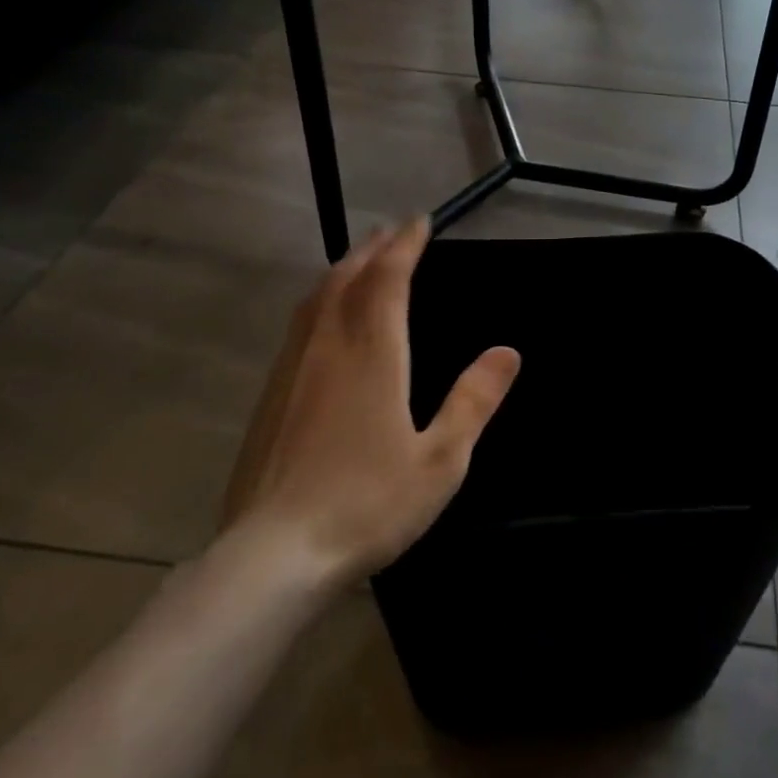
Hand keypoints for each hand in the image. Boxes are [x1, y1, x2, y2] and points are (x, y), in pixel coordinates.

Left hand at [221, 218, 520, 579]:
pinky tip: (322, 320)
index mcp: (372, 354)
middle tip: (392, 232)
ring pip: (316, 299)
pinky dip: (320, 302)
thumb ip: (474, 400)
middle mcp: (329, 347)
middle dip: (372, 249)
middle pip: (347, 278)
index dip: (405, 246)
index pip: (388, 279)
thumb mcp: (441, 459)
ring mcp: (293, 370)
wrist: (274, 555)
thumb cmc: (367, 504)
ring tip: (359, 260)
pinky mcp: (270, 396)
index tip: (419, 222)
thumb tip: (507, 351)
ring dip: (342, 270)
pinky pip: (299, 326)